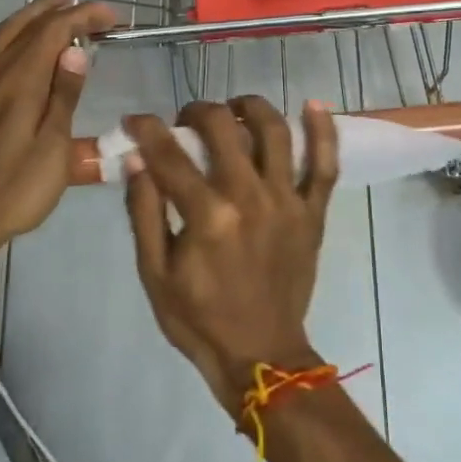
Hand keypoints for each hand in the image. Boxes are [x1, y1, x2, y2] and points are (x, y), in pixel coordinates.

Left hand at [0, 0, 115, 264]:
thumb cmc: (17, 187)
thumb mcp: (53, 147)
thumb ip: (64, 95)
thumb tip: (75, 50)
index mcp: (18, 81)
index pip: (53, 31)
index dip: (83, 17)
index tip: (113, 16)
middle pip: (25, 25)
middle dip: (57, 9)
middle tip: (86, 5)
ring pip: (5, 34)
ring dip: (34, 17)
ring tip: (58, 11)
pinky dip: (18, 35)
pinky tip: (29, 49)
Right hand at [123, 97, 339, 409]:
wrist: (261, 356)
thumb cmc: (199, 318)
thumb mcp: (155, 273)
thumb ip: (145, 212)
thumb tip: (137, 159)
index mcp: (207, 216)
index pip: (170, 154)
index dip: (147, 129)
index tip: (135, 120)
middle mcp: (249, 198)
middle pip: (223, 129)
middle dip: (197, 112)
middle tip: (185, 119)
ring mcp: (287, 203)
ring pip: (274, 133)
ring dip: (250, 108)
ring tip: (234, 107)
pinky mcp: (313, 213)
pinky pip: (325, 165)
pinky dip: (322, 132)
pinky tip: (312, 105)